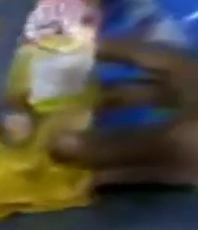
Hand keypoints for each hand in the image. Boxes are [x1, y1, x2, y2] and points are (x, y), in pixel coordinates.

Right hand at [51, 38, 197, 185]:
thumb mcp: (178, 140)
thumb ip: (112, 145)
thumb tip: (51, 144)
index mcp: (194, 74)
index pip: (143, 53)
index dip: (107, 50)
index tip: (67, 52)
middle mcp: (196, 94)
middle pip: (136, 93)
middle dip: (92, 100)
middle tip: (46, 107)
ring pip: (139, 127)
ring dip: (100, 137)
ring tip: (57, 145)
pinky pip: (152, 160)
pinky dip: (122, 168)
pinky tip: (91, 179)